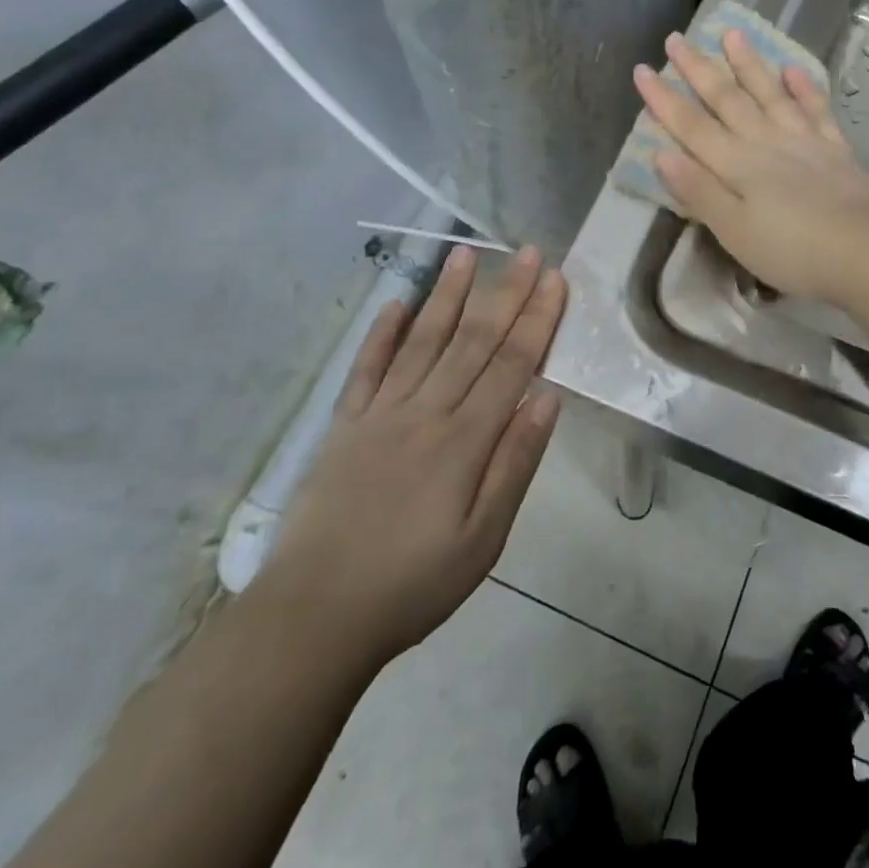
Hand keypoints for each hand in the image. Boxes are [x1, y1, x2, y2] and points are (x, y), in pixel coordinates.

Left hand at [264, 244, 565, 664]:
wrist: (314, 616)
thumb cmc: (413, 583)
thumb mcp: (483, 539)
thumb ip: (515, 464)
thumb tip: (547, 399)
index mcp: (464, 440)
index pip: (511, 365)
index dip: (537, 319)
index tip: (554, 280)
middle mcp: (425, 412)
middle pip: (473, 341)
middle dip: (505, 293)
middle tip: (527, 251)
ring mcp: (380, 414)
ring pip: (422, 341)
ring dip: (447, 296)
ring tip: (466, 254)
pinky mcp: (344, 426)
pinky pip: (366, 368)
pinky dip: (381, 333)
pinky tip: (396, 302)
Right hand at [633, 28, 868, 304]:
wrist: (864, 252)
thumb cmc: (792, 251)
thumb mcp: (734, 231)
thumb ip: (699, 191)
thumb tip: (661, 153)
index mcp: (737, 165)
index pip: (691, 126)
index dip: (664, 99)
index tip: (642, 69)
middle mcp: (766, 142)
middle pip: (727, 100)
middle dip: (698, 69)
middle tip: (676, 38)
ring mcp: (803, 141)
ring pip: (769, 94)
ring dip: (748, 64)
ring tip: (732, 33)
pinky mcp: (835, 148)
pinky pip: (815, 109)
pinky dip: (803, 88)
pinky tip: (792, 69)